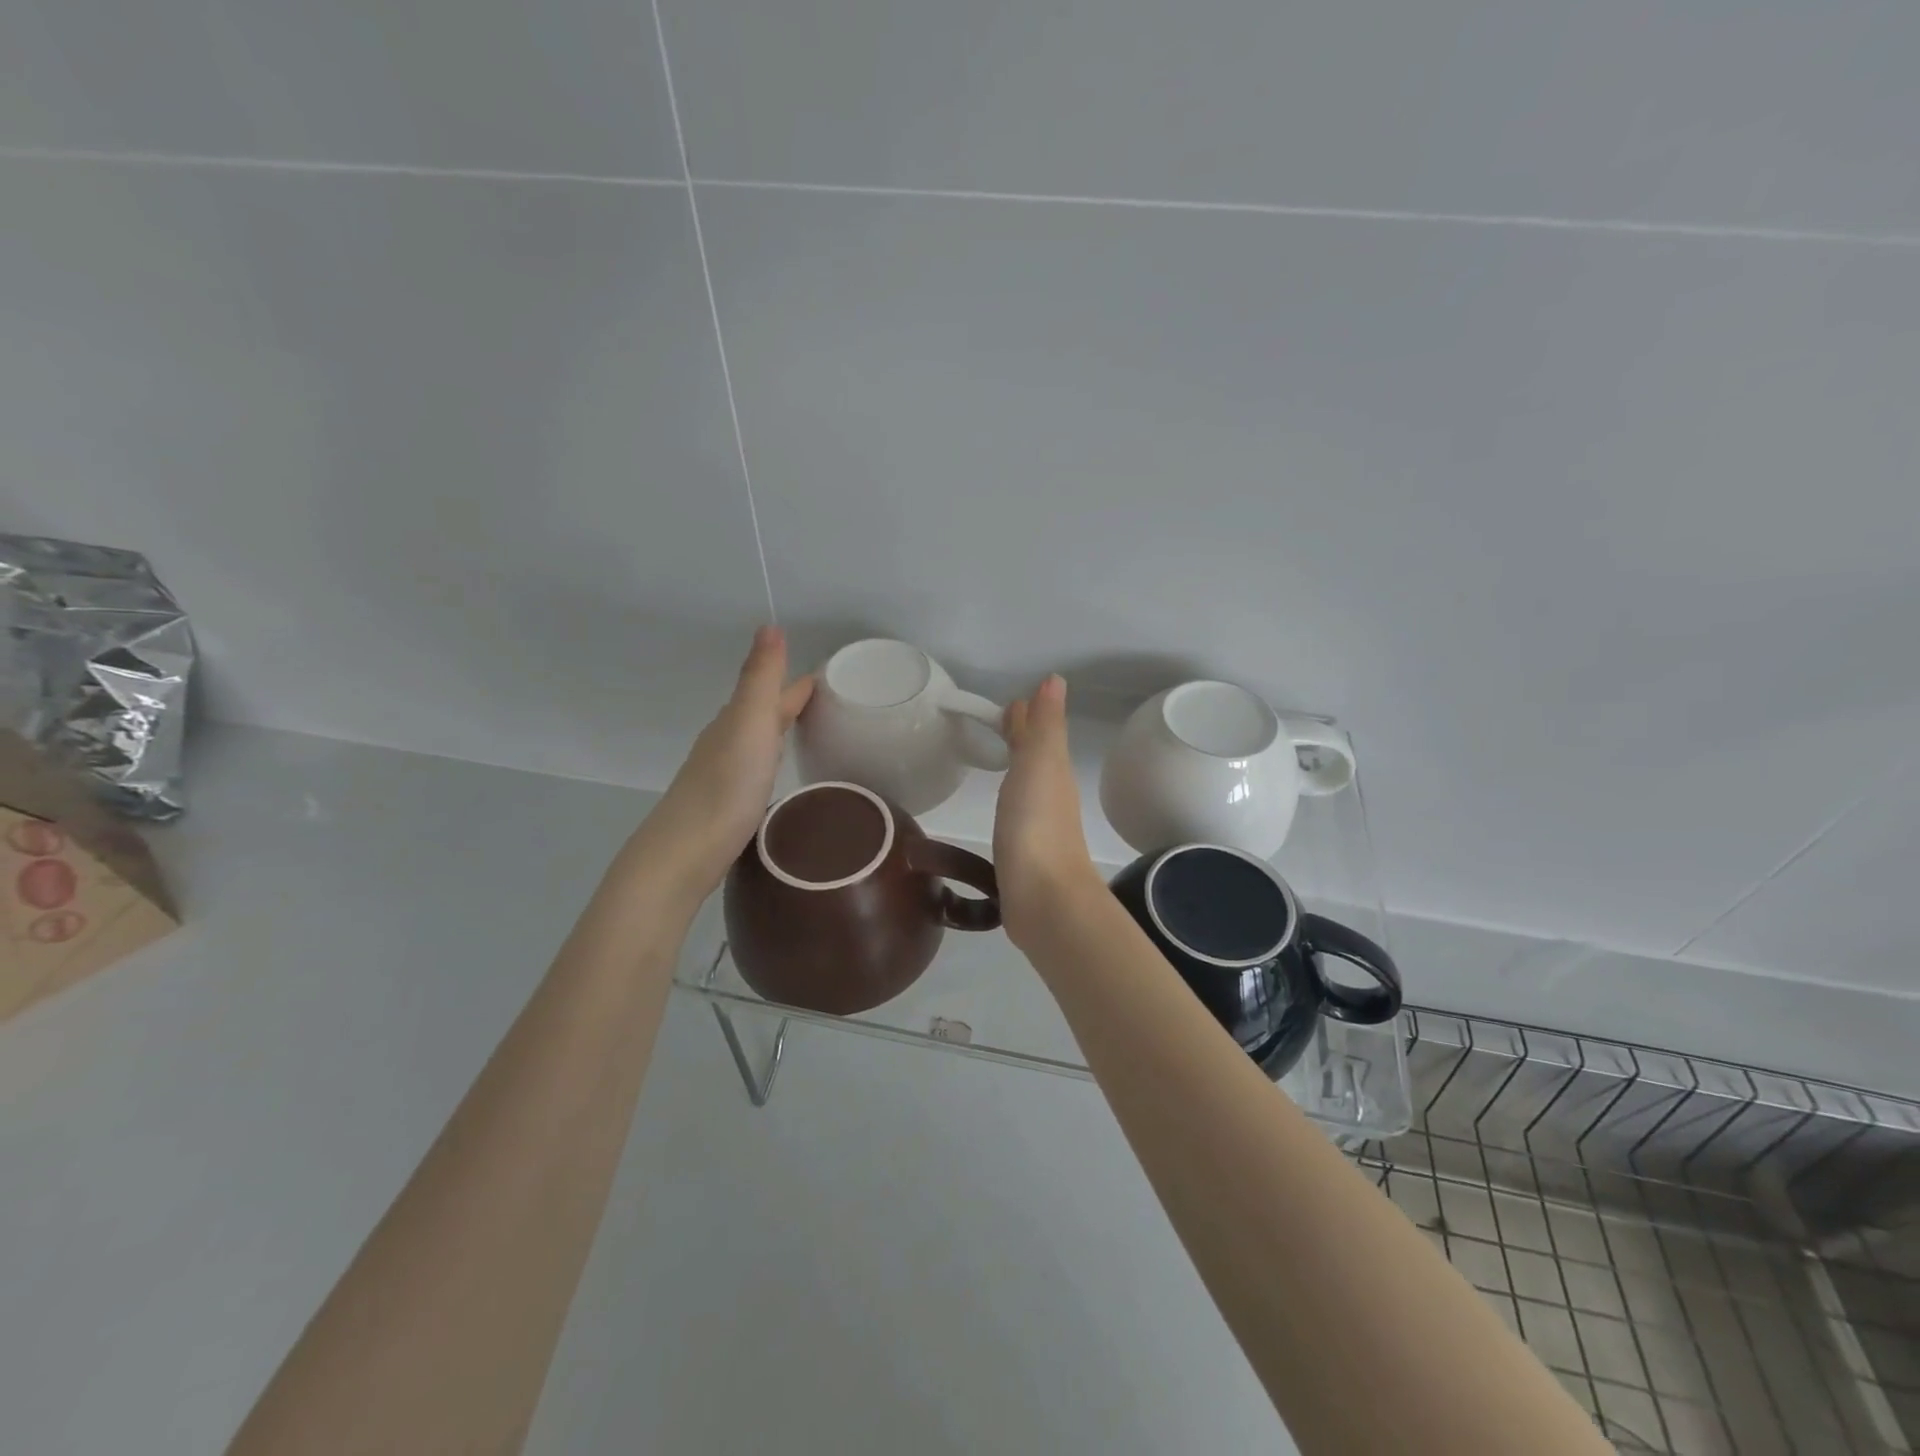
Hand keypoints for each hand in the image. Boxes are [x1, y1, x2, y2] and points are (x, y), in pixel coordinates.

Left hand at [627, 627, 813, 905]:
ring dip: (779, 732)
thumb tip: (769, 625)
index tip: (830, 677)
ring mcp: (722, 776)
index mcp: (736, 721)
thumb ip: (760, 678)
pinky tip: (777, 776)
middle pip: (762, 715)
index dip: (799, 683)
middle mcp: (726, 743)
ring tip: (809, 734)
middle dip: (790, 704)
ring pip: (757, 743)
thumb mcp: (749, 725)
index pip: (773, 693)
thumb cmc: (725, 788)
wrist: (684, 853)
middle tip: (828, 703)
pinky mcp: (725, 807)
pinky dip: (771, 762)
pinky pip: (755, 770)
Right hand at [993, 674, 1102, 947]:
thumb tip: (1055, 679)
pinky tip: (1001, 805)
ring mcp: (1038, 826)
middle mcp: (1049, 794)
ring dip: (1016, 765)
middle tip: (999, 721)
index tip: (1010, 701)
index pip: (1038, 733)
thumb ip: (1044, 725)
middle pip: (1034, 757)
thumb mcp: (1040, 764)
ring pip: (1027, 783)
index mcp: (1052, 771)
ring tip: (998, 756)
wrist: (1045, 898)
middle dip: (1021, 737)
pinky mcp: (1024, 853)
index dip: (1027, 716)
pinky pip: (1016, 812)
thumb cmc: (1037, 825)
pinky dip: (1009, 798)